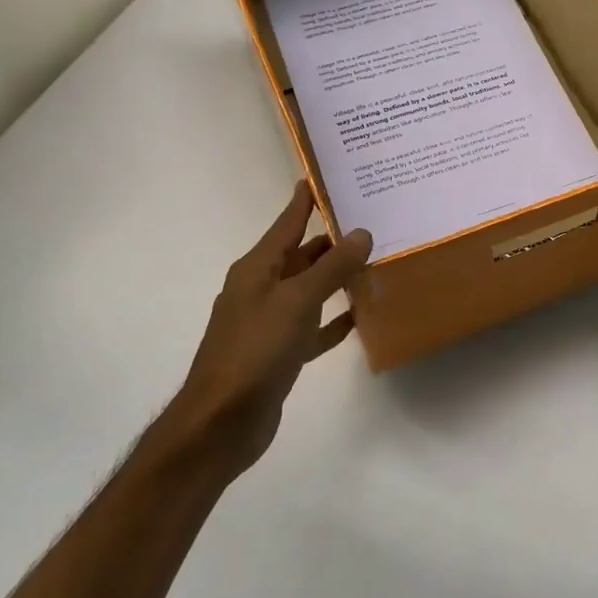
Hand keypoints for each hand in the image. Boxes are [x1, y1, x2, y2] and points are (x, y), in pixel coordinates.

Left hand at [170, 181, 371, 471]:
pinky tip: (361, 315)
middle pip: (302, 255)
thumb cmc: (255, 351)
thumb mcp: (296, 302)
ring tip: (376, 261)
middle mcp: (262, 289)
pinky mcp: (280, 353)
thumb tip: (360, 233)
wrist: (222, 422)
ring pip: (310, 289)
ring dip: (338, 278)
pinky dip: (334, 319)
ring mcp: (270, 322)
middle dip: (333, 239)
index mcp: (257, 268)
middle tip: (373, 220)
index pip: (287, 223)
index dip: (305, 199)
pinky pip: (314, 326)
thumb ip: (330, 268)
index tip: (326, 175)